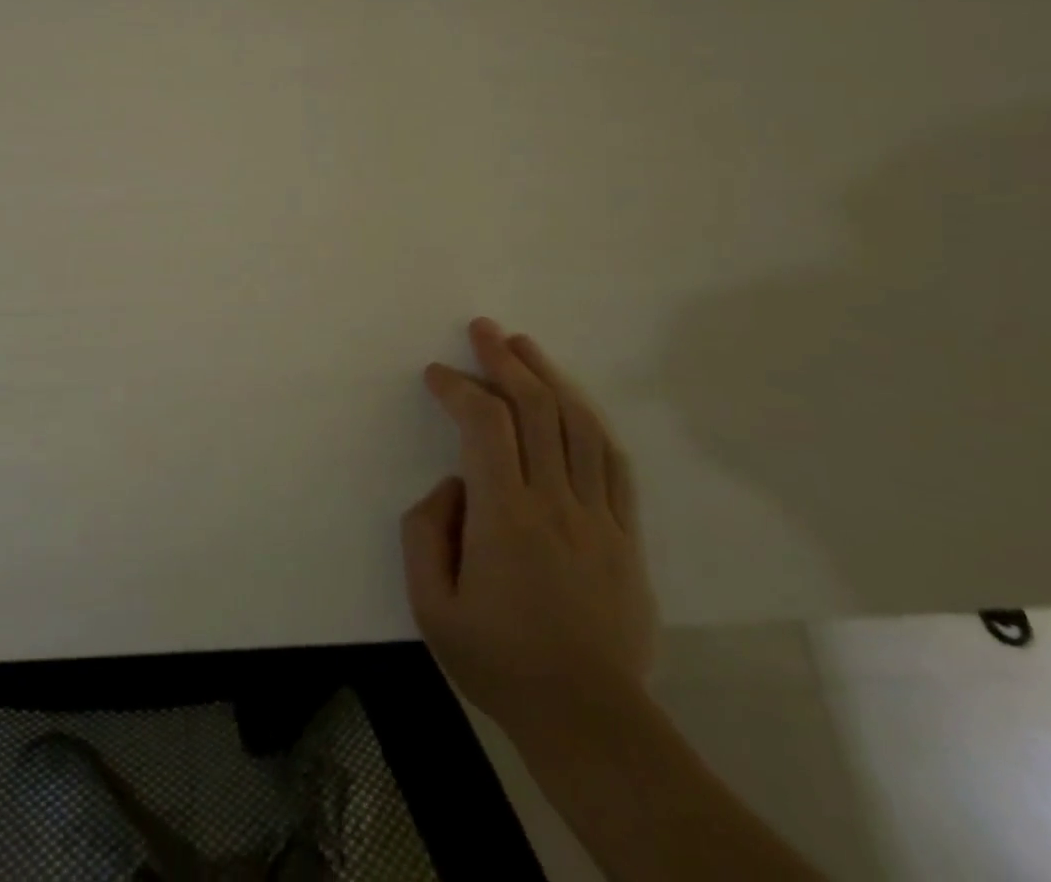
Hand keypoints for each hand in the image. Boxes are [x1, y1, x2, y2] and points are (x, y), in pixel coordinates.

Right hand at [401, 318, 655, 733]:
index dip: (459, 388)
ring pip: (579, 426)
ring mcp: (598, 517)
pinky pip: (612, 464)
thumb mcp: (430, 606)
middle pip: (536, 409)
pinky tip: (572, 403)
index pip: (485, 425)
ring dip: (549, 377)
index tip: (436, 375)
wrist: (589, 721)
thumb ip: (424, 532)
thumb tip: (451, 486)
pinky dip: (589, 422)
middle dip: (505, 360)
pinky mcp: (626, 536)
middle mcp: (556, 503)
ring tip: (524, 347)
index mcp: (506, 517)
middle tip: (482, 330)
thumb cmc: (499, 661)